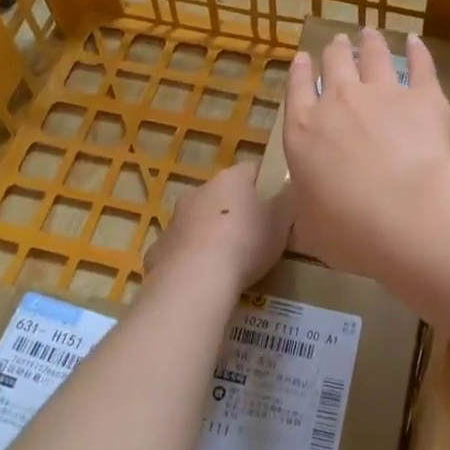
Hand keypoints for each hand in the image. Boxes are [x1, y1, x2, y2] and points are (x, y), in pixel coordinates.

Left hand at [148, 162, 290, 293]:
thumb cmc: (245, 243)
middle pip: (223, 194)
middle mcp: (200, 190)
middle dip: (236, 209)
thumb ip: (287, 202)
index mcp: (231, 179)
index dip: (266, 184)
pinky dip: (191, 258)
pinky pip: (181, 248)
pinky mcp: (159, 248)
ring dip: (211, 232)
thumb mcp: (281, 222)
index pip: (252, 170)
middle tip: (254, 234)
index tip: (277, 202)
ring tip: (228, 260)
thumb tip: (290, 189)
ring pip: (198, 219)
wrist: (195, 279)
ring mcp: (175, 218)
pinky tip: (203, 278)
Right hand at [282, 29, 449, 279]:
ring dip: (369, 42)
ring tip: (369, 33)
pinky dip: (417, 50)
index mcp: (304, 131)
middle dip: (334, 51)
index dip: (298, 71)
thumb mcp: (312, 227)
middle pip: (334, 65)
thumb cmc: (351, 229)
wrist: (409, 212)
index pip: (296, 90)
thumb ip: (308, 205)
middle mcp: (339, 102)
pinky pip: (419, 64)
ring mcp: (382, 93)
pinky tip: (415, 41)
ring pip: (373, 55)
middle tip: (337, 41)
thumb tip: (308, 203)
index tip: (301, 57)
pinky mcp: (423, 96)